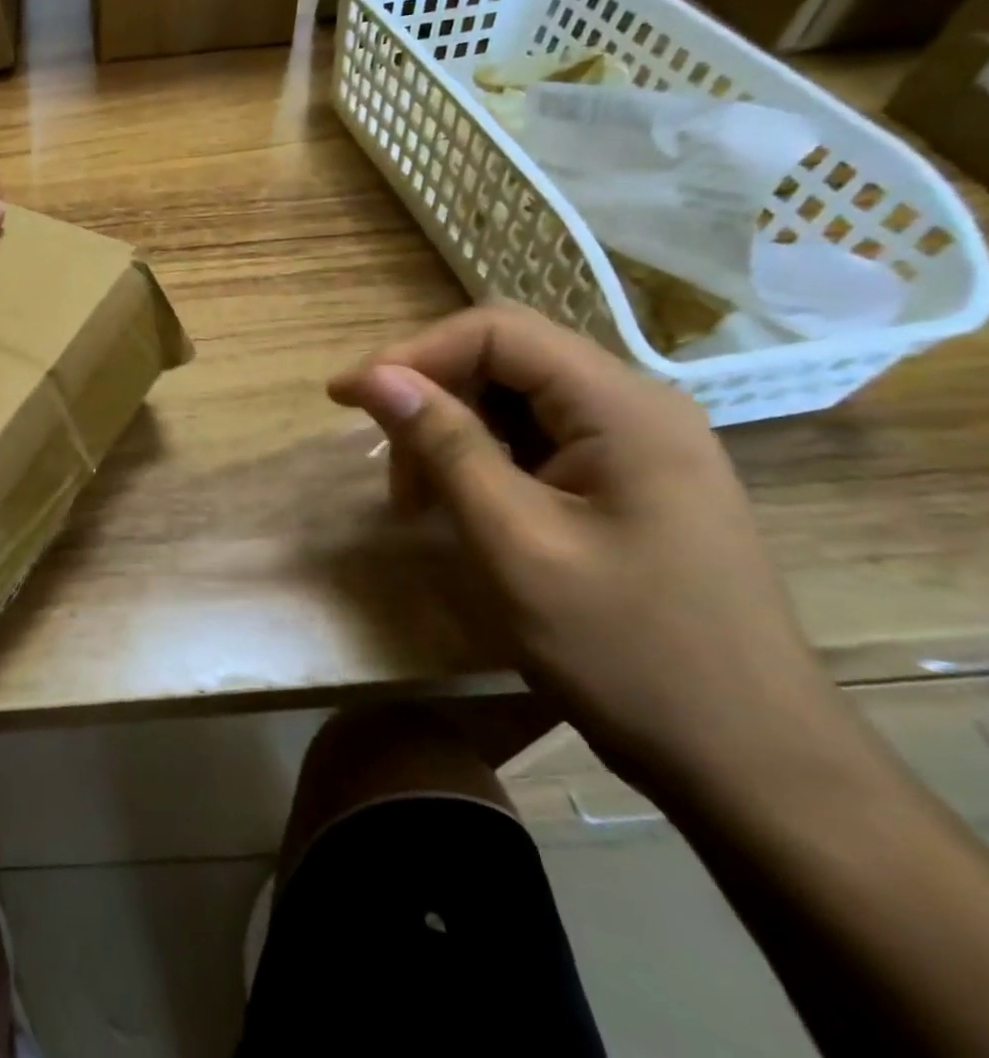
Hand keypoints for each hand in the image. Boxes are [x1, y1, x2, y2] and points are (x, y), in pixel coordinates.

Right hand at [328, 304, 834, 791]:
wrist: (749, 763)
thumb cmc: (627, 652)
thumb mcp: (515, 544)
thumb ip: (445, 446)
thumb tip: (374, 376)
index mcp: (623, 408)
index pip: (498, 332)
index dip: (412, 354)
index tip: (346, 399)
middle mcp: (636, 409)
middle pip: (506, 360)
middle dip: (430, 398)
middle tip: (386, 464)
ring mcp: (638, 447)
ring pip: (515, 401)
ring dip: (450, 433)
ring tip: (417, 499)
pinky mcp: (629, 482)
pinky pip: (536, 441)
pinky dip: (482, 462)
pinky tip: (463, 507)